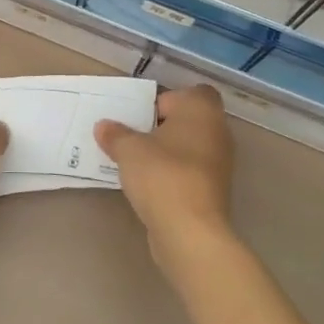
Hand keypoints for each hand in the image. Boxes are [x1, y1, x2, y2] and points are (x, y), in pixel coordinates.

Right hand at [95, 84, 237, 279]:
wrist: (190, 231)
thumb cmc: (162, 175)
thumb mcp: (128, 149)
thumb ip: (115, 134)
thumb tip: (104, 126)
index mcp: (201, 110)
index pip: (189, 93)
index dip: (165, 100)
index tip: (141, 115)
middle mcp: (217, 131)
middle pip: (188, 120)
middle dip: (161, 127)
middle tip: (133, 136)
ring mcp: (219, 163)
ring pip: (189, 146)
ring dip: (167, 151)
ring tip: (136, 161)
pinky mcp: (214, 190)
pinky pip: (189, 170)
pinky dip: (172, 173)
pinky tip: (149, 184)